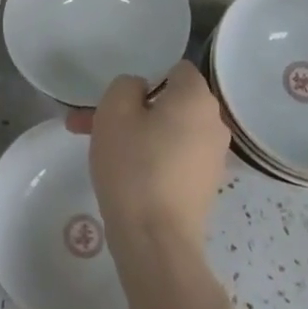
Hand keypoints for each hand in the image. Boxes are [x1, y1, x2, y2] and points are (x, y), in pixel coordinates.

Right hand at [65, 61, 228, 254]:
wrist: (155, 240)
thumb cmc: (134, 165)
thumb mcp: (114, 110)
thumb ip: (126, 85)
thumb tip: (141, 91)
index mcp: (197, 97)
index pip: (175, 69)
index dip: (146, 77)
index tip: (119, 99)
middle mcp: (214, 122)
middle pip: (170, 102)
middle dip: (132, 109)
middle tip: (93, 123)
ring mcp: (213, 157)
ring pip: (168, 131)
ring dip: (137, 134)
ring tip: (98, 150)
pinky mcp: (204, 186)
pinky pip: (174, 157)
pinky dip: (151, 158)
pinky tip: (123, 174)